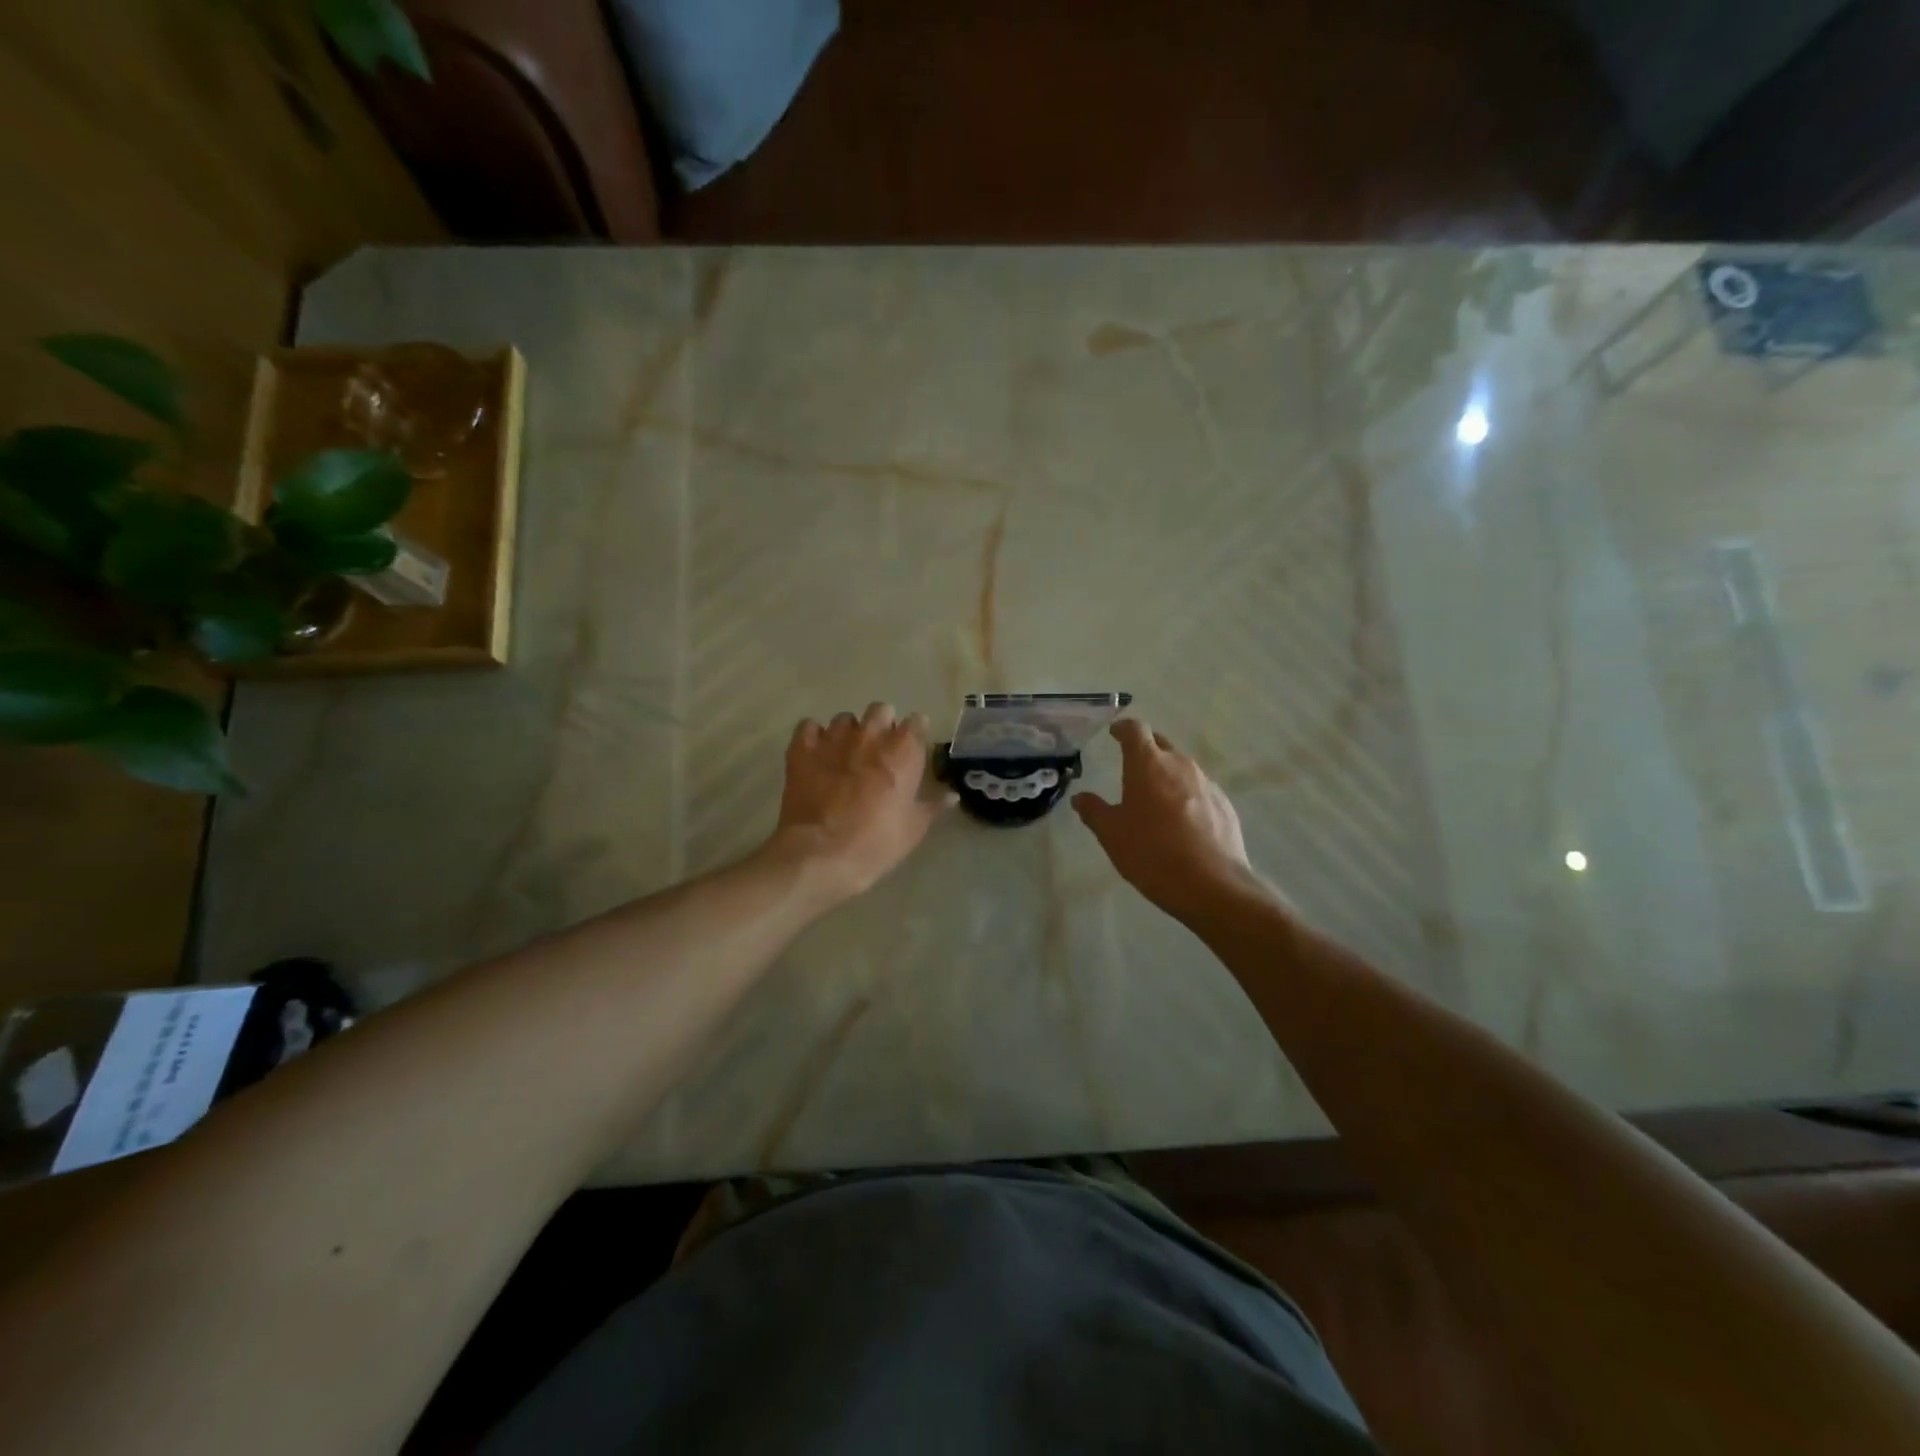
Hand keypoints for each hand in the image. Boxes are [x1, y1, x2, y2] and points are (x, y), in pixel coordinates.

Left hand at [772, 703, 956, 898]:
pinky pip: (809, 727)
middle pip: (881, 710)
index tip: (912, 748)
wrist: (820, 854)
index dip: (914, 734)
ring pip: (845, 719)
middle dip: (882, 724)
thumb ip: (932, 806)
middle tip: (879, 750)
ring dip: (849, 732)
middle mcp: (870, 734)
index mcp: (903, 750)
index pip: (916, 722)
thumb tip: (951, 795)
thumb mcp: (913, 829)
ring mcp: (834, 738)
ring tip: (845, 754)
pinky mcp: (802, 748)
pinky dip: (814, 737)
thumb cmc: (876, 843)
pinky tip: (816, 754)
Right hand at [1073, 719, 1264, 922]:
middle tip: (1131, 766)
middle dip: (1145, 750)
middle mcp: (1180, 764)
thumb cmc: (1152, 854)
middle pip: (1160, 745)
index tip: (1114, 733)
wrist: (1212, 885)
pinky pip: (1200, 790)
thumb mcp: (1111, 835)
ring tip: (1155, 798)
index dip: (1123, 728)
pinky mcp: (1224, 804)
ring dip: (1167, 775)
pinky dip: (1186, 796)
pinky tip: (1181, 821)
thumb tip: (1080, 797)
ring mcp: (1207, 783)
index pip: (1135, 730)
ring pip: (1182, 768)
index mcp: (1148, 764)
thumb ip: (1094, 811)